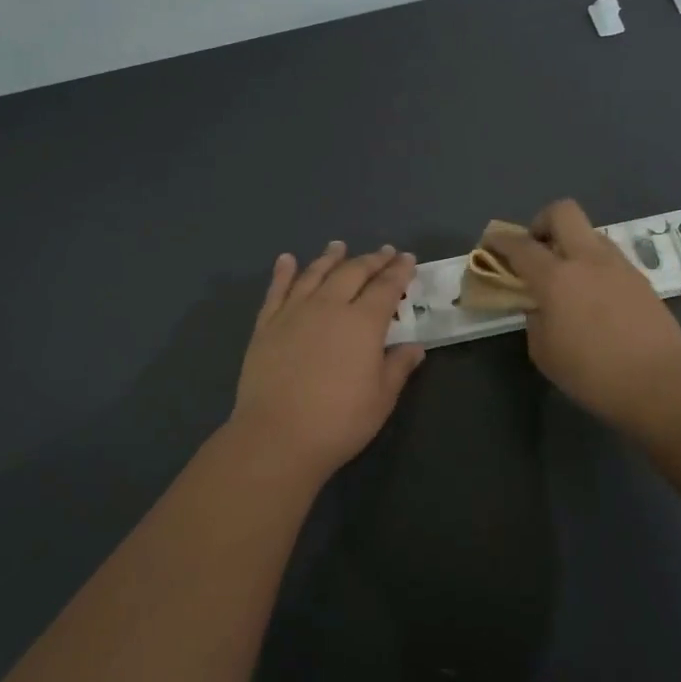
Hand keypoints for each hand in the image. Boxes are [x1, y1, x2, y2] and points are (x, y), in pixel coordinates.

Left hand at [229, 241, 426, 479]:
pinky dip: (283, 272)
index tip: (407, 258)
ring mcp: (294, 312)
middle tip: (383, 252)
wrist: (277, 435)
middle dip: (371, 260)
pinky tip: (287, 260)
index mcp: (363, 322)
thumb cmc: (339, 421)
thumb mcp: (381, 398)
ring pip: (315, 274)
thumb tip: (414, 347)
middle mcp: (329, 306)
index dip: (399, 271)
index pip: (386, 287)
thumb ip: (398, 366)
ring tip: (339, 246)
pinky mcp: (266, 325)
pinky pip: (277, 290)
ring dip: (330, 258)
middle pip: (352, 273)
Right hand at [483, 200, 680, 430]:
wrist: (661, 384)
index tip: (489, 243)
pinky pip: (609, 258)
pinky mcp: (641, 279)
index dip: (500, 240)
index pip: (520, 245)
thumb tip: (541, 305)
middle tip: (536, 249)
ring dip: (572, 244)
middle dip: (542, 222)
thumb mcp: (544, 351)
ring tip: (567, 278)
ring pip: (589, 233)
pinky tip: (593, 296)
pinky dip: (593, 265)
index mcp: (556, 277)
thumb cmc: (592, 373)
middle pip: (562, 212)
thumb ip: (535, 318)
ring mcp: (619, 265)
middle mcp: (588, 259)